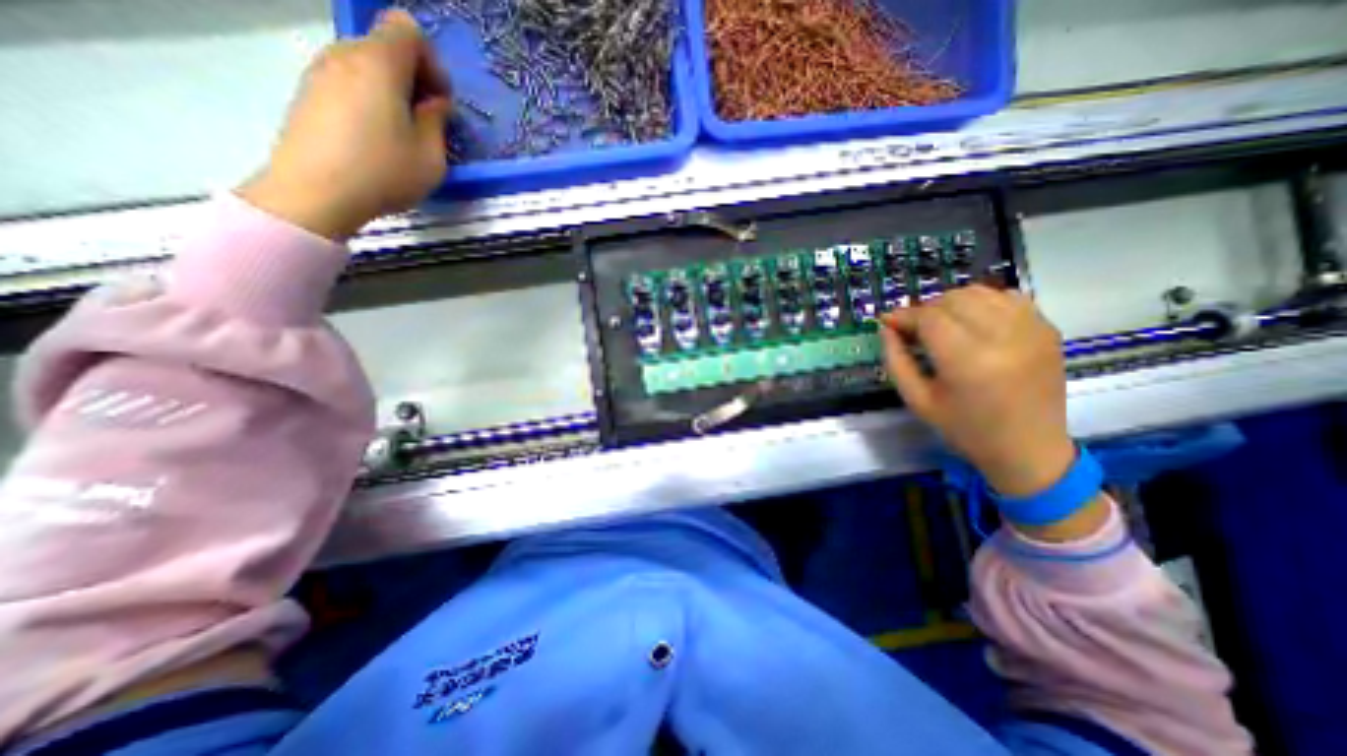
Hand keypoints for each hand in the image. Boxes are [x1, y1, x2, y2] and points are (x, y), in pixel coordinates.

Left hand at [238, 9, 452, 238]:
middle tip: (426, 120)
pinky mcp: (308, 93)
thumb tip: (434, 103)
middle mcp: (345, 55)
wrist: (314, 191)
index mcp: (379, 64)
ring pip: (366, 65)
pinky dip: (369, 100)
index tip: (439, 100)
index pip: (407, 29)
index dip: (431, 61)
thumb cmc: (383, 172)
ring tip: (402, 133)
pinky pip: (348, 83)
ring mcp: (320, 72)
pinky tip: (375, 138)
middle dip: (413, 77)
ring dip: (391, 91)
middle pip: (385, 46)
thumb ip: (437, 121)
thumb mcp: (431, 156)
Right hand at [881, 285, 1081, 496]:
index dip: (904, 315)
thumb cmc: (965, 429)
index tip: (888, 321)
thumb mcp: (917, 400)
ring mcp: (1032, 330)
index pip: (930, 318)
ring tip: (942, 324)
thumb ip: (896, 360)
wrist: (1029, 448)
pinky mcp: (1048, 330)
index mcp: (968, 362)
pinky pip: (1009, 297)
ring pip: (981, 292)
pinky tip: (974, 322)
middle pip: (954, 299)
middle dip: (926, 309)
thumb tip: (886, 327)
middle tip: (914, 328)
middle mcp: (1004, 338)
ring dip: (953, 302)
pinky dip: (984, 302)